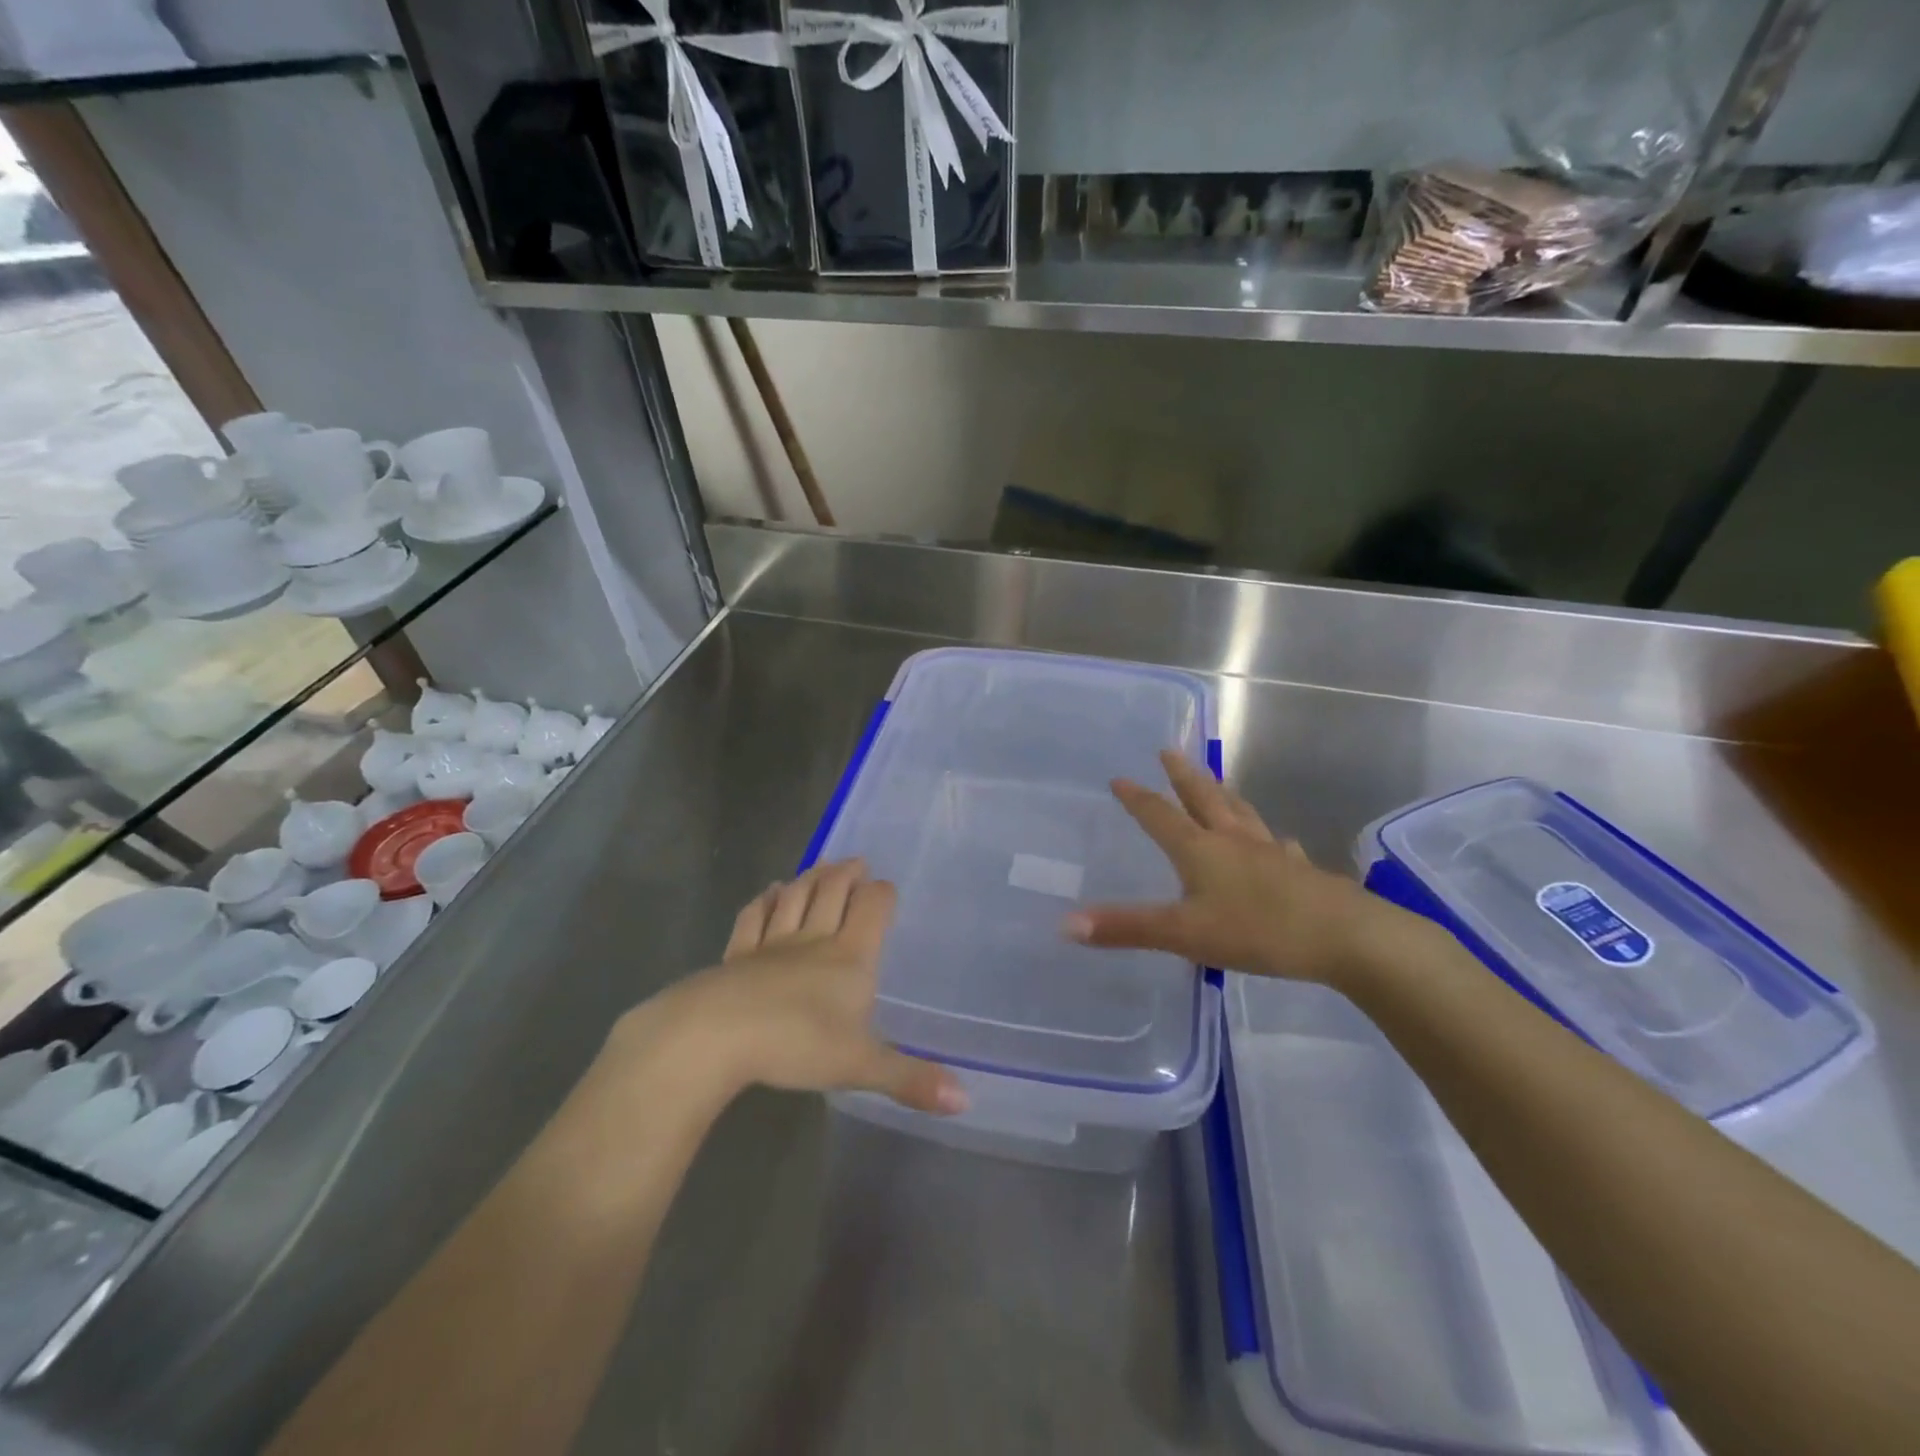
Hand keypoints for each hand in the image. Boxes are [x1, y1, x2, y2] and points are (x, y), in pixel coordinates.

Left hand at [616, 860, 965, 1115]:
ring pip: (796, 898)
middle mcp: (814, 940)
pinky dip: (765, 901)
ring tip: (820, 865)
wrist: (718, 1034)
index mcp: (850, 957)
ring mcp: (772, 943)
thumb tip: (967, 1101)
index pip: (872, 908)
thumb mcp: (861, 1066)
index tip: (886, 886)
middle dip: (847, 874)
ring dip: (810, 877)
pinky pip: (754, 918)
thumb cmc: (797, 1044)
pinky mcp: (737, 955)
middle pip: (833, 892)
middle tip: (856, 861)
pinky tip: (769, 892)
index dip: (881, 893)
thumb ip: (911, 1079)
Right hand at [1064, 749, 1407, 986]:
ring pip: (1242, 815)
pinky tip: (1280, 842)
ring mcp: (1271, 854)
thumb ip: (1127, 928)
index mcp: (1201, 849)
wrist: (1346, 938)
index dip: (1138, 798)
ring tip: (1219, 783)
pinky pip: (1280, 847)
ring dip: (1225, 796)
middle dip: (1184, 777)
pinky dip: (1271, 840)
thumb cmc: (1258, 930)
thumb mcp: (1183, 934)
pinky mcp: (1302, 873)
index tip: (1120, 777)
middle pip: (1204, 799)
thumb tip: (1066, 924)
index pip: (1160, 816)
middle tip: (1170, 751)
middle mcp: (1234, 841)